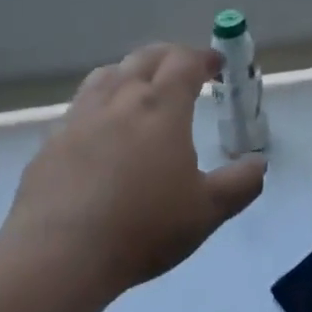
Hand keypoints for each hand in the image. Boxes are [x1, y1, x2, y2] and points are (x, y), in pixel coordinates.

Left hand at [5, 43, 266, 296]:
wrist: (59, 253)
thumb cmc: (142, 227)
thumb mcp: (206, 212)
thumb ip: (239, 184)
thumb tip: (258, 164)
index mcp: (161, 106)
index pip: (184, 61)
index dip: (203, 58)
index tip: (216, 66)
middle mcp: (120, 98)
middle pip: (145, 58)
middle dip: (169, 57)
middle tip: (183, 71)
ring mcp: (81, 116)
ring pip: (108, 74)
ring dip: (131, 72)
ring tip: (140, 89)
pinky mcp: (52, 140)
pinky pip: (81, 105)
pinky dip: (100, 102)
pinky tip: (101, 129)